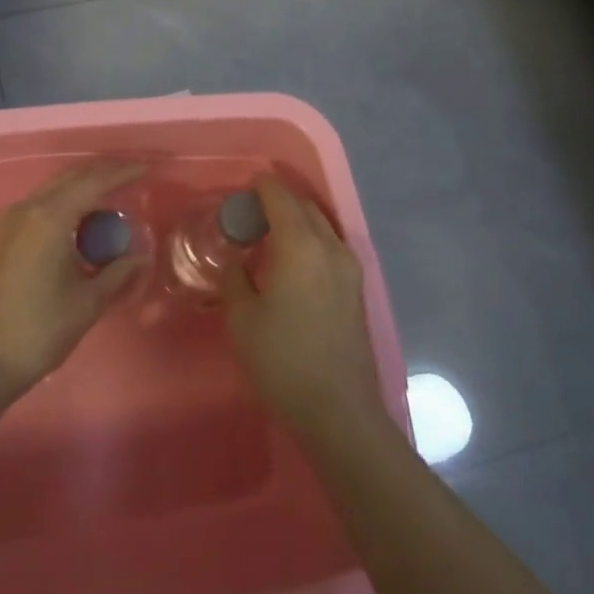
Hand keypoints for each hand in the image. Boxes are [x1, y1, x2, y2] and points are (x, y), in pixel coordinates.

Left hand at [0, 159, 147, 396]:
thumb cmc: (39, 330)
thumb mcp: (88, 302)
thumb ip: (118, 272)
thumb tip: (141, 255)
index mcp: (49, 218)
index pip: (93, 182)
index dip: (122, 173)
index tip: (147, 169)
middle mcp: (27, 209)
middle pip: (71, 177)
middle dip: (103, 173)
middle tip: (133, 178)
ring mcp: (11, 221)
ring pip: (54, 189)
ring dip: (84, 187)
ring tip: (113, 198)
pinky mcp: (3, 235)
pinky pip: (42, 204)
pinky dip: (66, 202)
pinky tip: (83, 219)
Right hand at [218, 174, 388, 441]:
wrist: (338, 408)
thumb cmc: (282, 360)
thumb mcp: (243, 319)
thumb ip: (236, 280)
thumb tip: (238, 263)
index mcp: (301, 245)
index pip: (281, 198)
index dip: (263, 186)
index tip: (246, 184)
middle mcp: (330, 246)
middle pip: (305, 207)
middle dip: (281, 199)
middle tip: (253, 209)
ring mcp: (350, 267)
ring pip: (322, 225)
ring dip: (298, 219)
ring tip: (272, 232)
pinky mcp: (357, 288)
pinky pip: (331, 245)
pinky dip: (311, 238)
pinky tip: (294, 259)